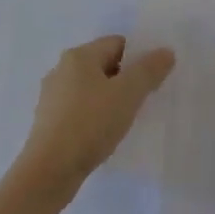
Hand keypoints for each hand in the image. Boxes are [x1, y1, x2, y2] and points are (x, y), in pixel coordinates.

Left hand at [16, 35, 175, 193]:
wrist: (50, 170)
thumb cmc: (90, 124)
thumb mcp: (128, 94)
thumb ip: (149, 70)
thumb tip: (165, 52)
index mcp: (78, 56)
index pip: (117, 43)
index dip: (139, 58)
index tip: (152, 81)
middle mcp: (61, 70)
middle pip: (104, 65)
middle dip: (126, 80)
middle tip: (143, 101)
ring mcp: (52, 96)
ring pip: (92, 89)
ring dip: (111, 99)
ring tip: (126, 120)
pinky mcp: (49, 121)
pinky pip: (80, 109)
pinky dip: (95, 116)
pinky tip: (104, 134)